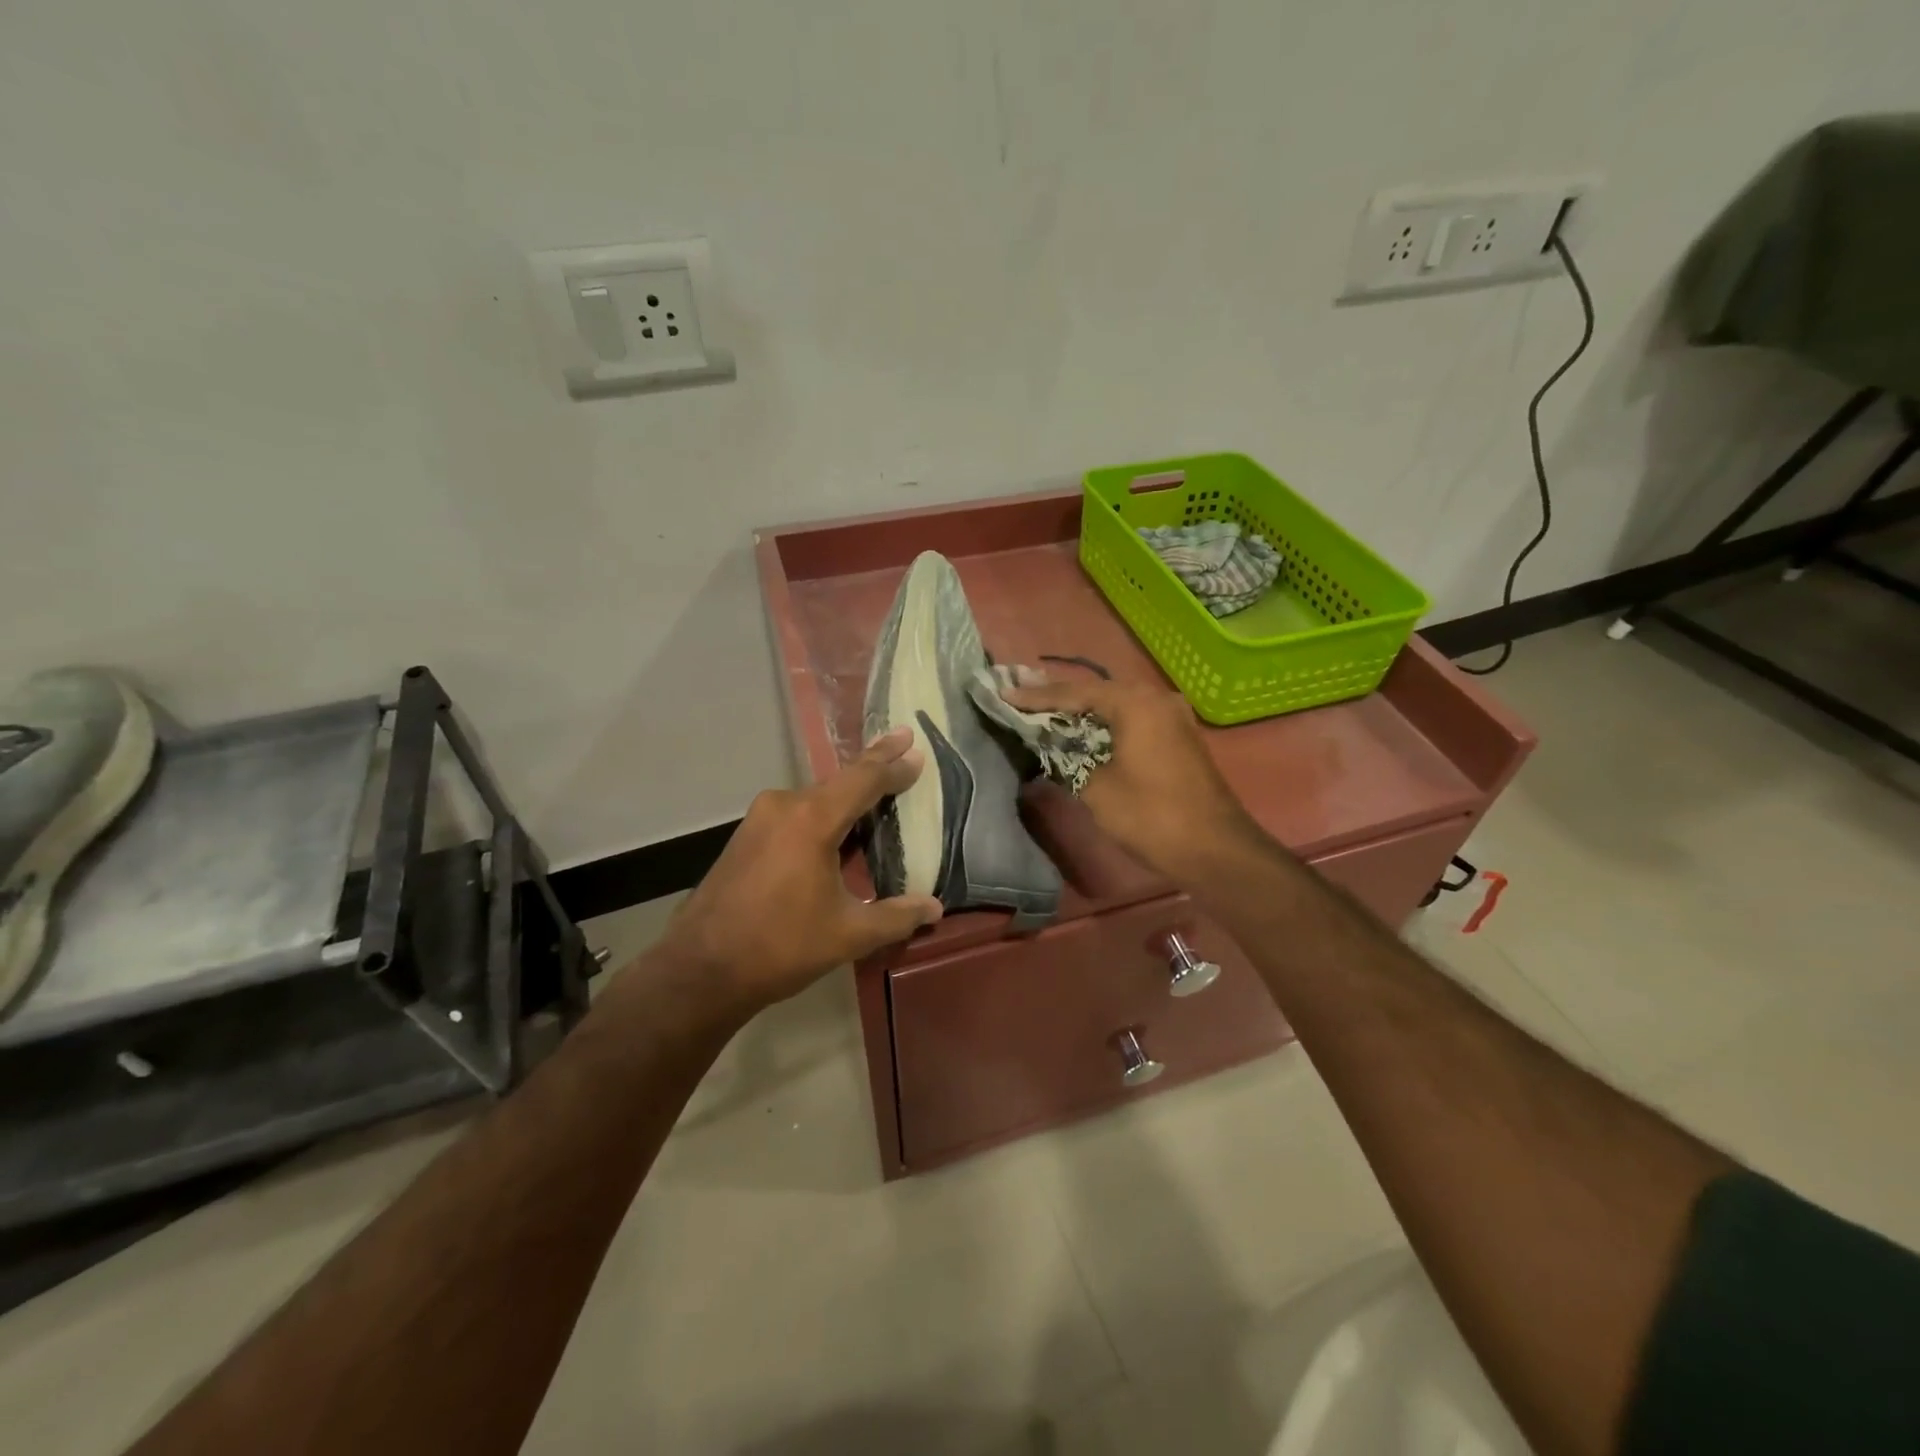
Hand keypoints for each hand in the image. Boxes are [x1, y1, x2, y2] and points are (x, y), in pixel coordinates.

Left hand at [647, 727, 943, 1018]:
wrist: (700, 969)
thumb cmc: (780, 947)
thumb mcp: (848, 934)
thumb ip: (896, 917)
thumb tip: (936, 908)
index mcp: (812, 820)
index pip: (864, 780)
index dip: (893, 764)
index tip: (916, 747)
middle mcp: (784, 805)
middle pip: (839, 780)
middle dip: (874, 766)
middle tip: (903, 744)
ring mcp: (760, 818)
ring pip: (816, 797)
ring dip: (847, 793)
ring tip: (878, 789)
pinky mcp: (746, 835)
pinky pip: (796, 812)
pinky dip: (823, 811)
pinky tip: (838, 826)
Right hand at [1002, 675, 1262, 883]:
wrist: (1214, 849)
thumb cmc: (1150, 815)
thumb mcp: (1095, 789)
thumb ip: (1067, 761)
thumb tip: (1052, 751)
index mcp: (1135, 703)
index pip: (1075, 693)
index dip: (1037, 697)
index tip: (1005, 696)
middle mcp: (1156, 698)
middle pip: (1098, 692)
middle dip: (1060, 697)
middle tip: (1023, 696)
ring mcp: (1173, 717)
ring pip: (1118, 705)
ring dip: (1084, 711)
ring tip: (1048, 710)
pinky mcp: (1179, 738)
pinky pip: (1134, 720)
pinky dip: (1107, 723)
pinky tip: (1086, 730)